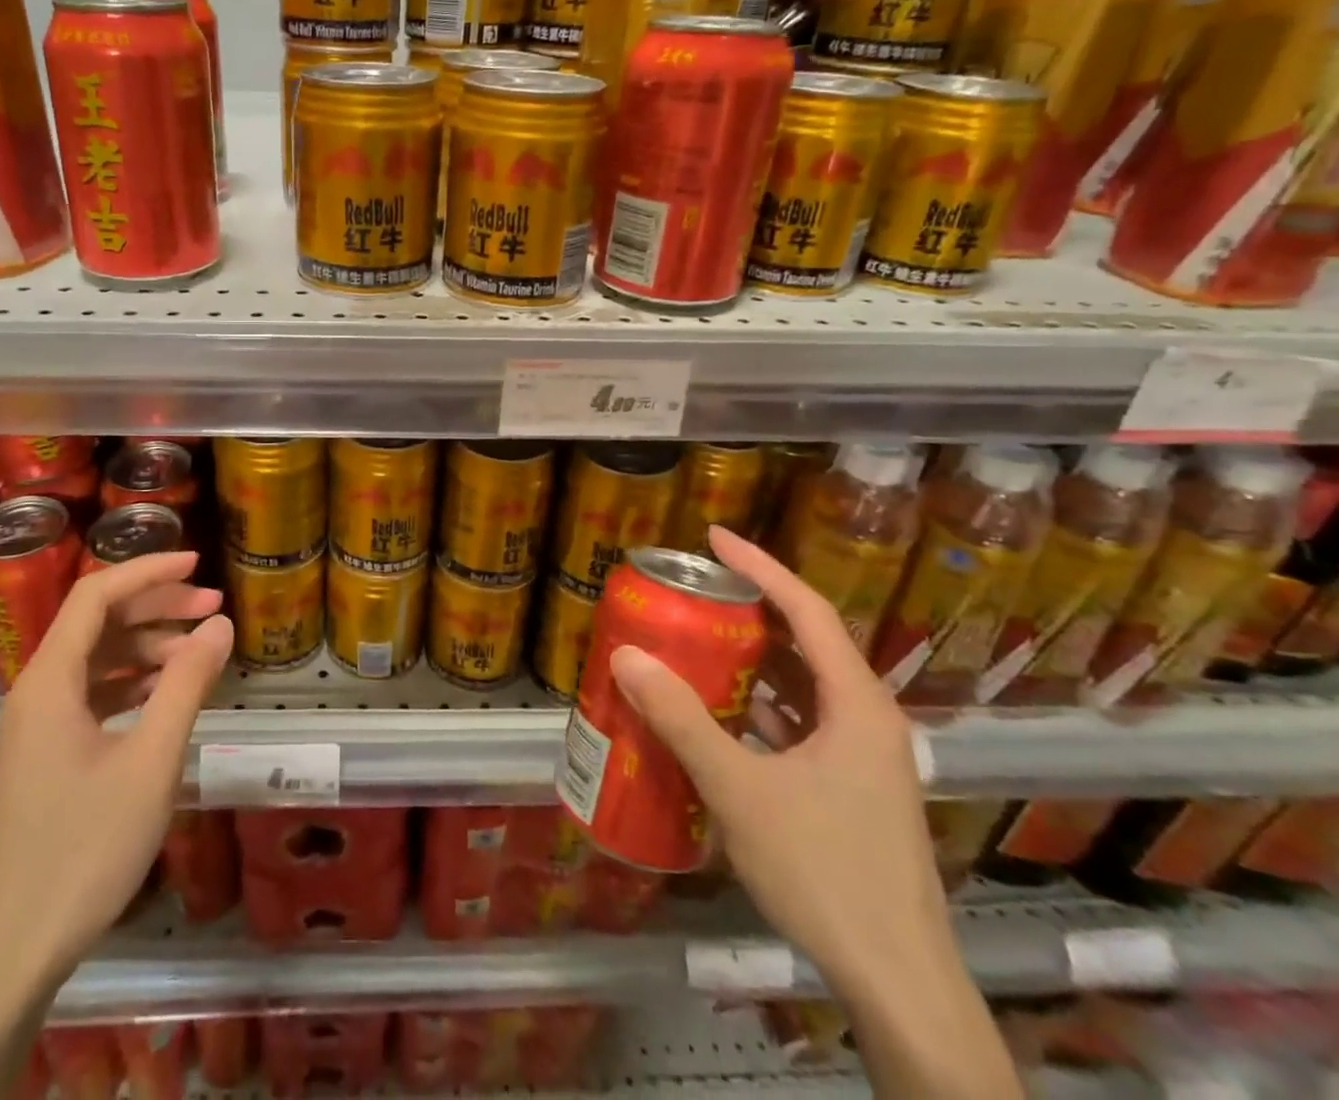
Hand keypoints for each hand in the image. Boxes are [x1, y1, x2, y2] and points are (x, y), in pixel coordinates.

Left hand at [0, 552, 231, 986]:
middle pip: (97, 622)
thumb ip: (186, 684)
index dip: (148, 570)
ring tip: (200, 649)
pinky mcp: (46, 753)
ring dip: (148, 645)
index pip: (96, 594)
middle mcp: (38, 690)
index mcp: (50, 680)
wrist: (11, 951)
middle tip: (213, 607)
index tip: (198, 564)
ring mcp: (38, 724)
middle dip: (156, 606)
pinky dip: (133, 681)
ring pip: (96, 658)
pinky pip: (92, 693)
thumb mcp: (150, 761)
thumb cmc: (84, 849)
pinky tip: (167, 692)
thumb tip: (220, 624)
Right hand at [609, 526, 950, 996]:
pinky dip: (756, 705)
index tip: (713, 538)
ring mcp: (860, 757)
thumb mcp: (740, 789)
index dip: (759, 567)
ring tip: (694, 639)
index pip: (807, 609)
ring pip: (800, 685)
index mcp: (856, 704)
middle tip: (692, 590)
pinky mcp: (848, 788)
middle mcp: (865, 719)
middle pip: (805, 641)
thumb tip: (627, 656)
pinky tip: (715, 712)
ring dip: (750, 659)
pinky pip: (797, 723)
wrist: (896, 983)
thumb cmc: (825, 871)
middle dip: (749, 610)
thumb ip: (682, 720)